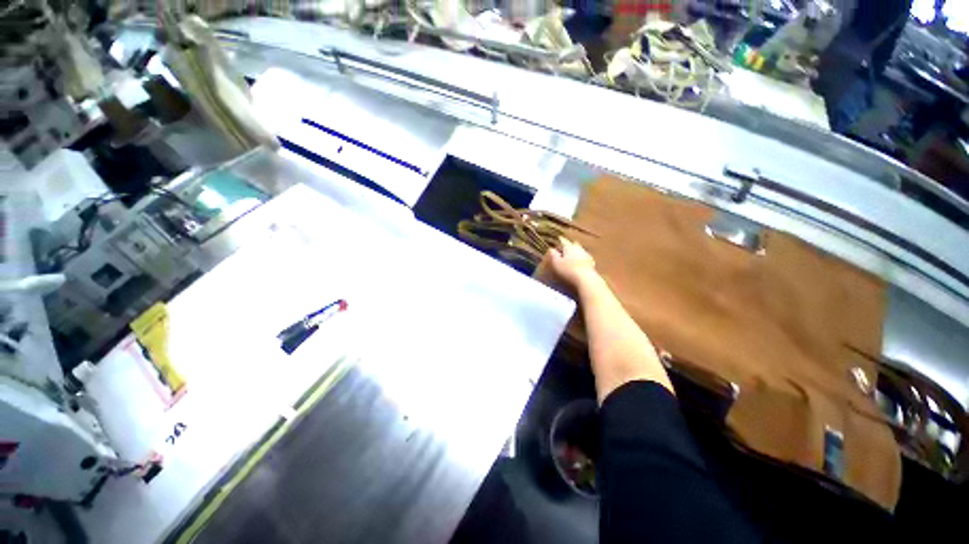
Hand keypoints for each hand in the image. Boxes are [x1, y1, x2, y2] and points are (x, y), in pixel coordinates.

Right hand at [547, 238, 597, 288]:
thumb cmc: (568, 270)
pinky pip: (586, 258)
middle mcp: (578, 248)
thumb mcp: (556, 263)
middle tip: (566, 247)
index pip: (564, 241)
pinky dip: (582, 259)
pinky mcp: (592, 263)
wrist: (586, 279)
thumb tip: (551, 249)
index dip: (560, 240)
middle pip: (574, 244)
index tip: (558, 239)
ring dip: (577, 252)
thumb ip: (553, 255)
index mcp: (569, 247)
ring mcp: (586, 255)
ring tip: (573, 256)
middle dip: (570, 244)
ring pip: (581, 250)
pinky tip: (580, 263)